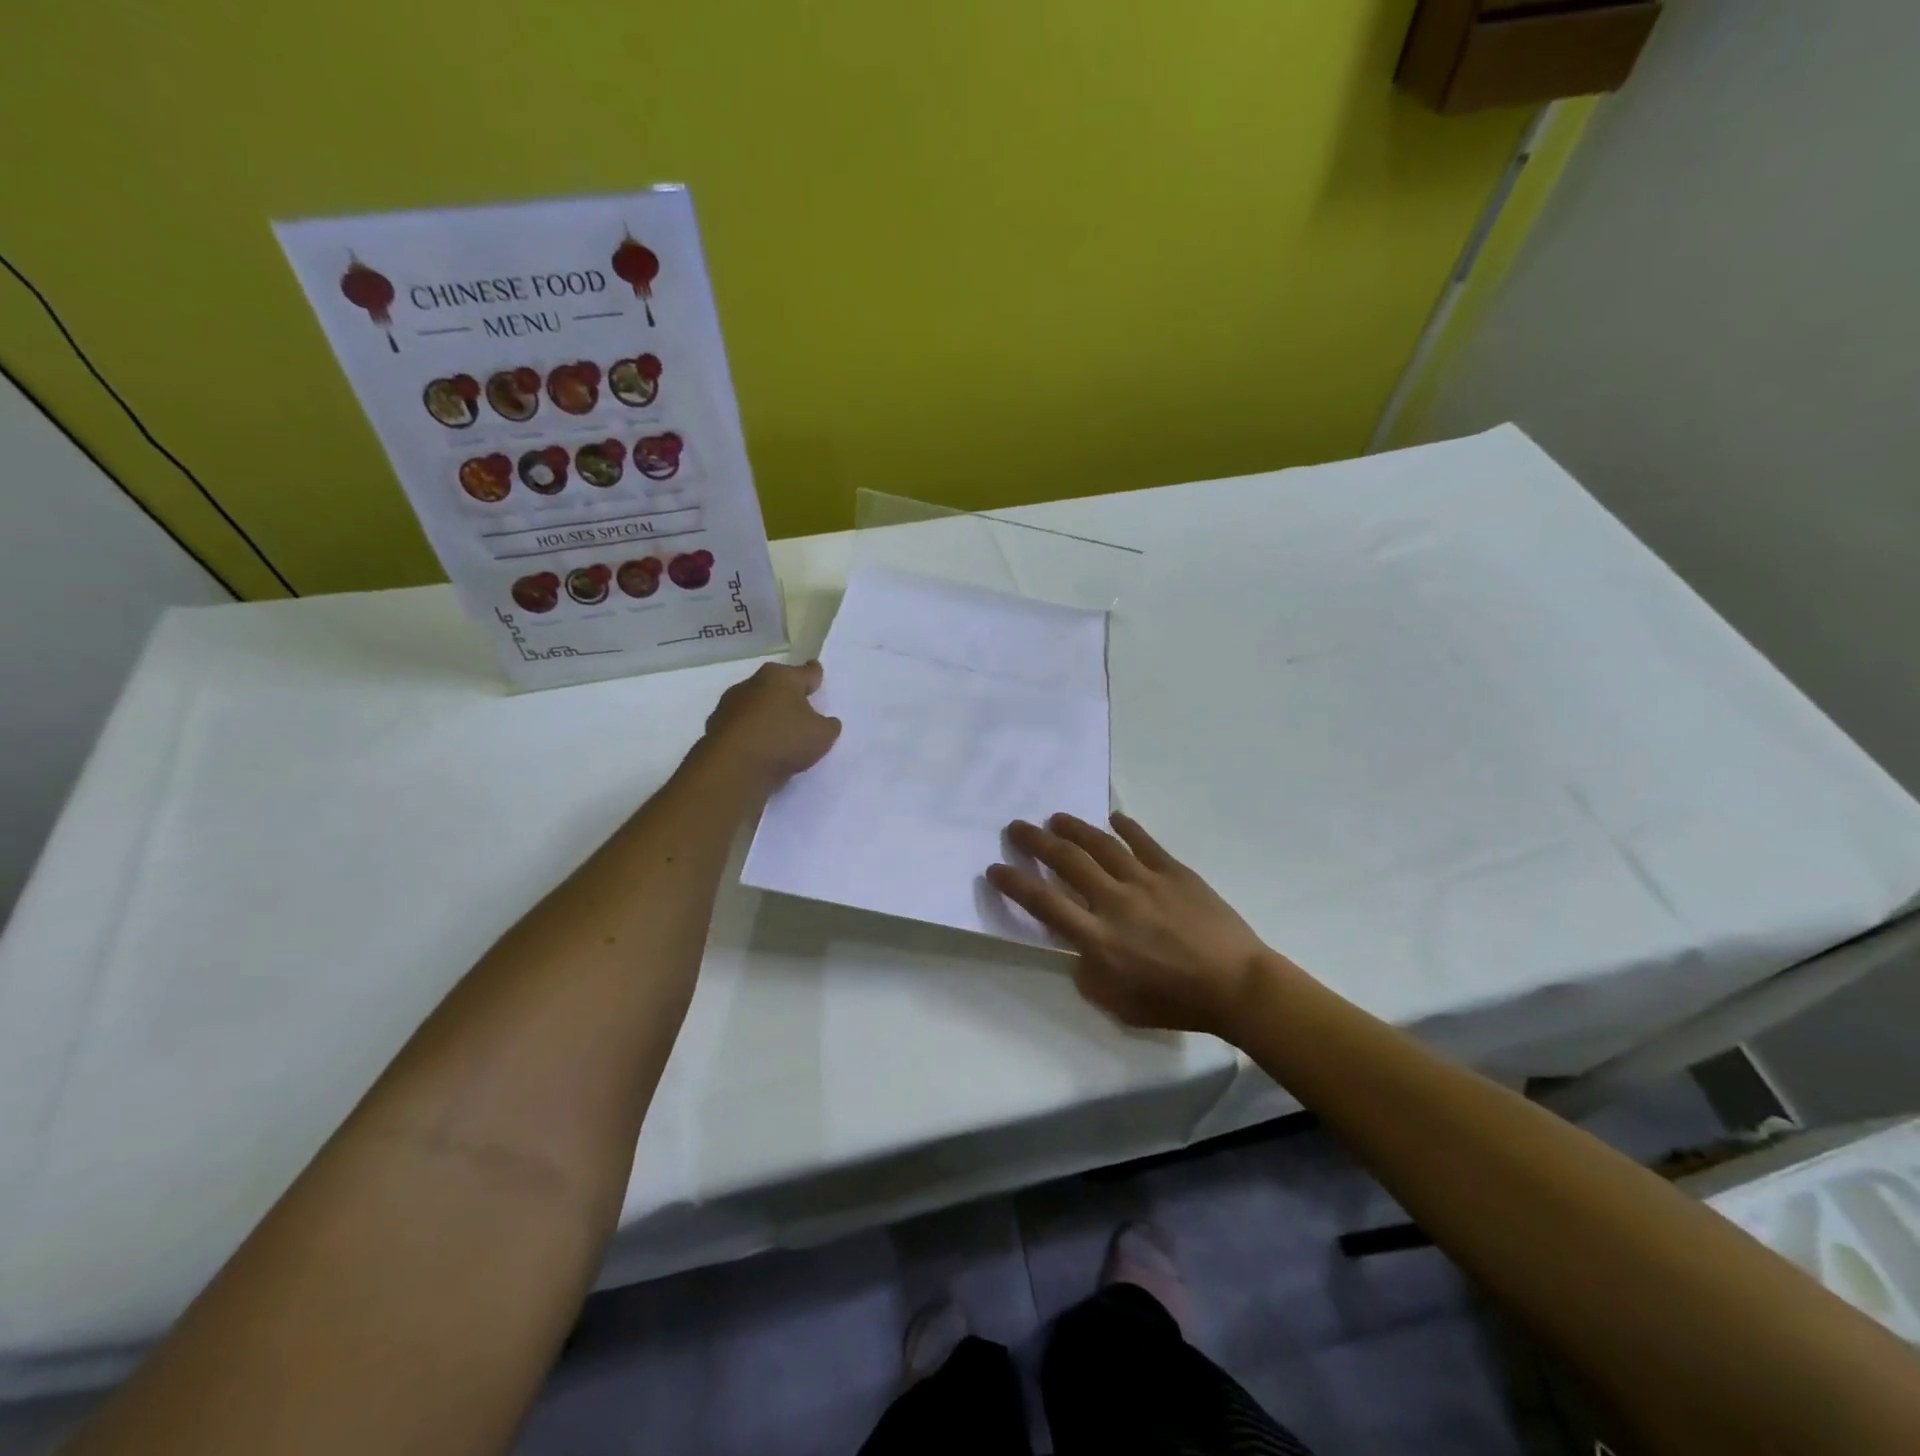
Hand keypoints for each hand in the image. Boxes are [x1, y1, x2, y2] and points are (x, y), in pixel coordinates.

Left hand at [700, 660, 841, 788]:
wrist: (734, 767)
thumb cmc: (784, 740)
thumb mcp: (822, 735)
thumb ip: (828, 725)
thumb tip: (826, 722)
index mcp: (781, 678)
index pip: (806, 672)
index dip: (815, 674)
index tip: (817, 673)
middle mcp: (753, 684)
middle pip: (777, 686)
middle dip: (788, 696)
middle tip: (801, 710)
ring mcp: (729, 705)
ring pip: (755, 706)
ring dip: (766, 715)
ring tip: (779, 735)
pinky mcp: (715, 727)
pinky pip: (741, 727)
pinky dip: (750, 734)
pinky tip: (759, 750)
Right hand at [986, 813, 1279, 1037]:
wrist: (1237, 985)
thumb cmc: (1176, 1002)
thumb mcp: (1119, 1004)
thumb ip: (1089, 975)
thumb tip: (1079, 950)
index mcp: (1098, 938)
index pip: (1044, 903)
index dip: (1015, 884)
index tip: (994, 869)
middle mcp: (1114, 901)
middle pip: (1067, 862)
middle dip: (1035, 841)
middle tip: (1016, 827)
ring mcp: (1145, 881)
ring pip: (1101, 845)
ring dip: (1074, 828)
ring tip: (1055, 817)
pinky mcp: (1174, 871)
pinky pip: (1144, 842)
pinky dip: (1125, 827)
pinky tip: (1113, 818)